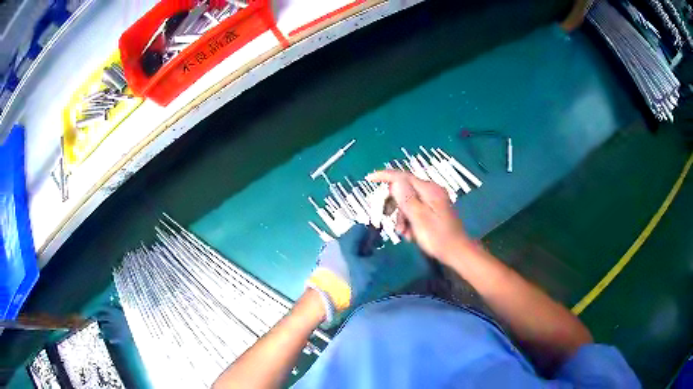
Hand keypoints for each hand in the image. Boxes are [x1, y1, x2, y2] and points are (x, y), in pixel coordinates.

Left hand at [307, 225, 375, 321]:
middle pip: (354, 239)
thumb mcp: (370, 270)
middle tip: (375, 259)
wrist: (323, 300)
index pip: (362, 228)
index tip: (380, 246)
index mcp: (344, 240)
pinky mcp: (324, 267)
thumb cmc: (348, 281)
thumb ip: (381, 258)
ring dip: (359, 256)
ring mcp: (327, 255)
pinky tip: (355, 275)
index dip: (374, 235)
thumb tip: (387, 252)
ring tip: (367, 269)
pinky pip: (340, 259)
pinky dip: (350, 263)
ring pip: (347, 250)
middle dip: (367, 247)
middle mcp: (334, 244)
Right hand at [367, 170, 471, 263]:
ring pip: (407, 202)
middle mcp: (431, 191)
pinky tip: (410, 234)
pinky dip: (409, 220)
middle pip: (404, 189)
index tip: (369, 179)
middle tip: (387, 219)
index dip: (385, 176)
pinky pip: (414, 210)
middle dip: (394, 205)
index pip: (402, 176)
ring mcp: (433, 200)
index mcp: (429, 190)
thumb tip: (395, 182)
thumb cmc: (438, 237)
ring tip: (404, 233)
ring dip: (401, 217)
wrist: (457, 252)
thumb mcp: (420, 218)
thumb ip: (407, 199)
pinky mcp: (433, 210)